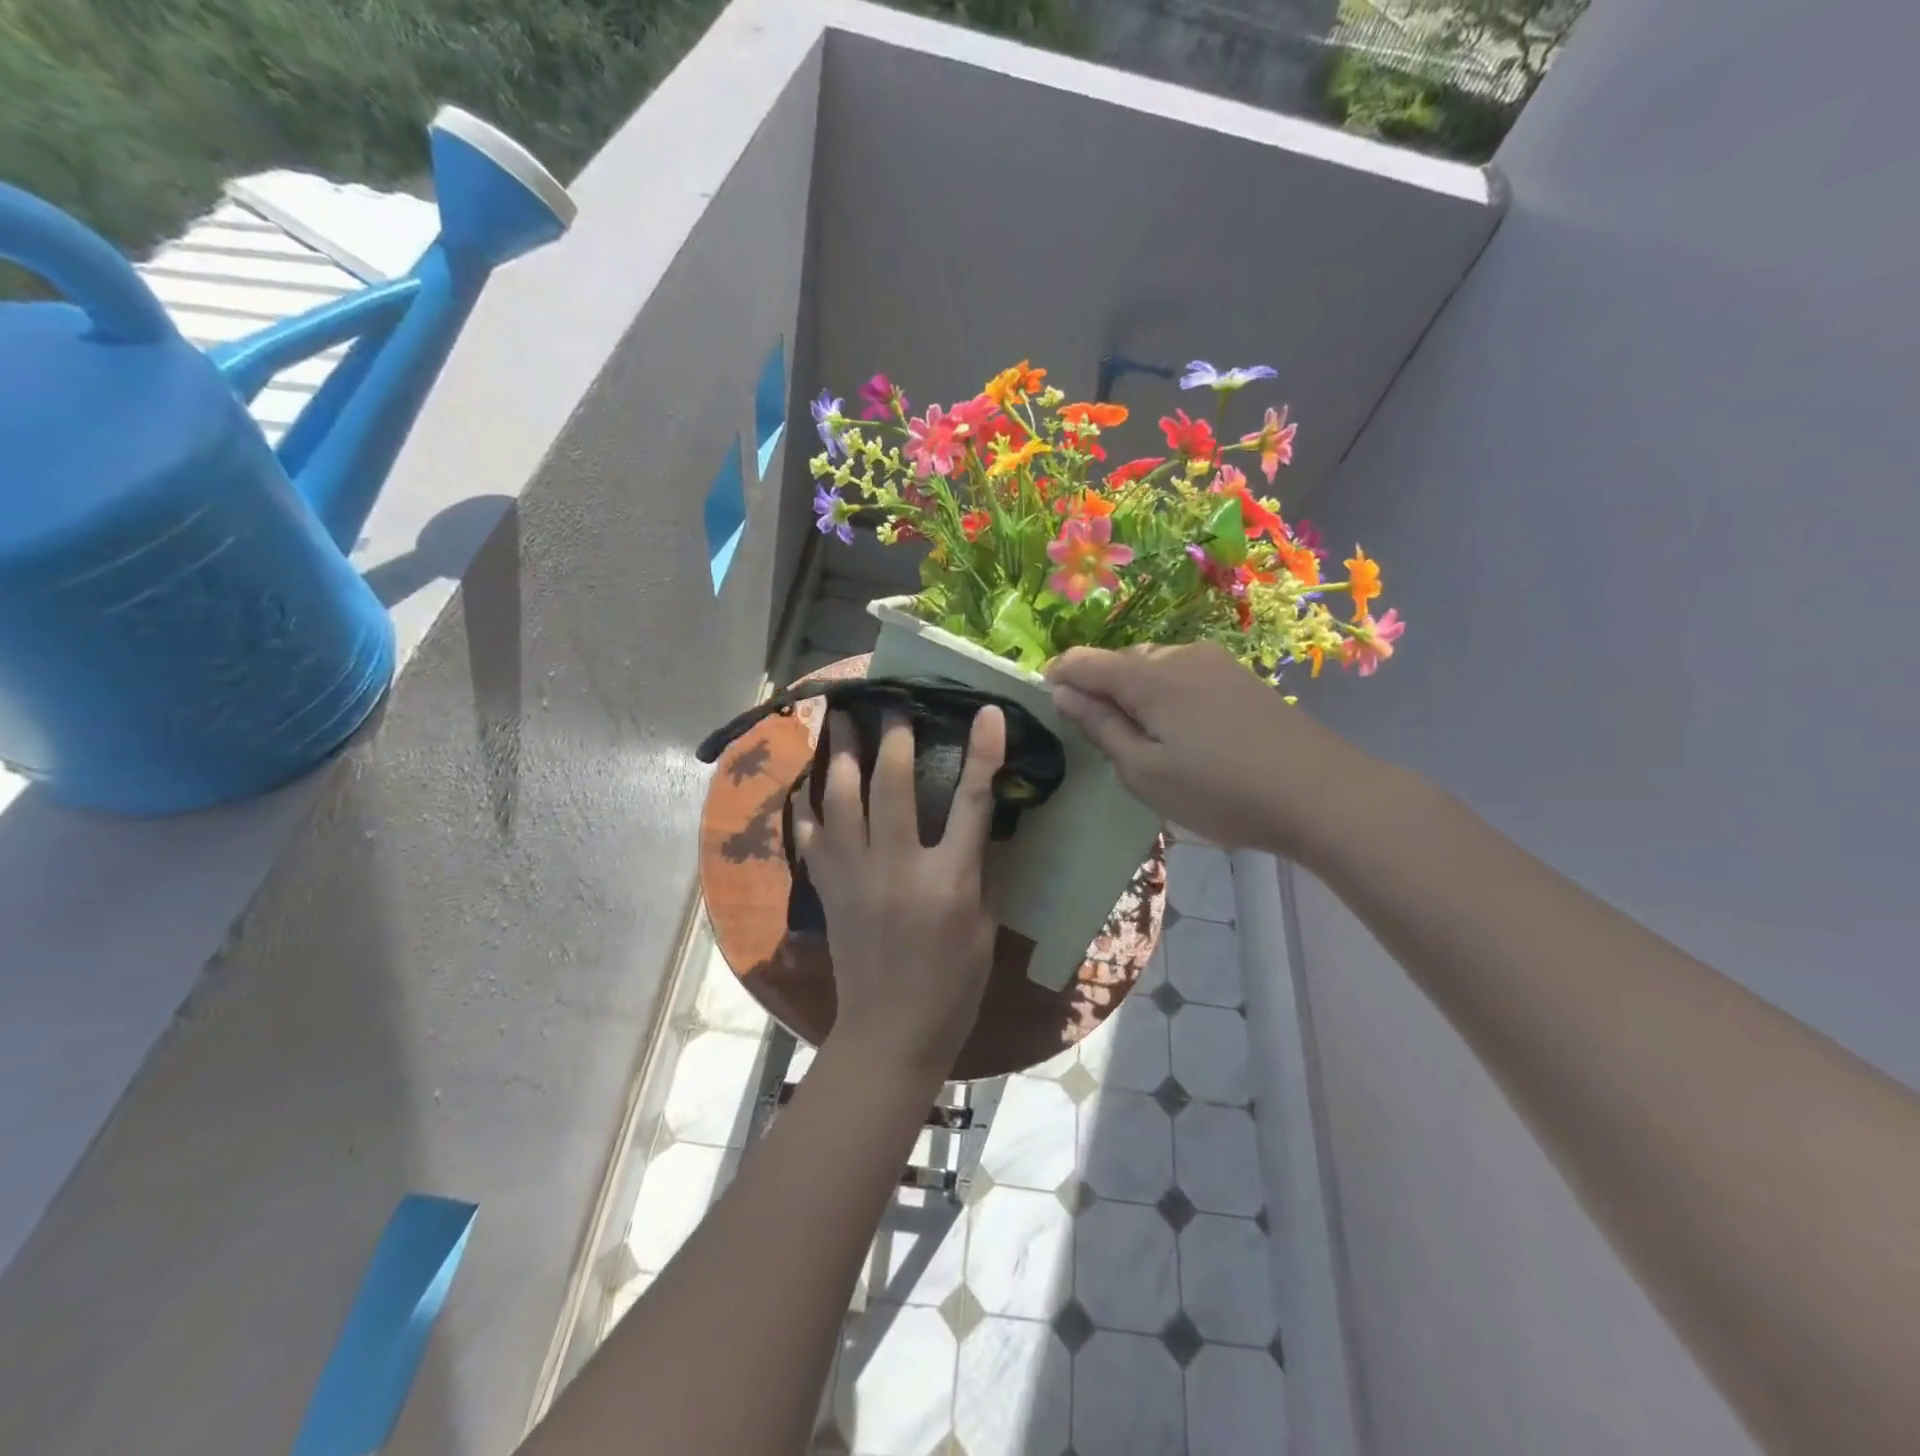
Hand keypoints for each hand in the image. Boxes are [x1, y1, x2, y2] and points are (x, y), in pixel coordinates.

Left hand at [793, 707, 1006, 1078]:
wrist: (890, 1033)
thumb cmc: (953, 986)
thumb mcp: (985, 928)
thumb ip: (983, 870)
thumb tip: (985, 823)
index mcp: (950, 881)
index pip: (973, 802)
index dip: (983, 753)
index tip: (987, 713)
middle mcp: (899, 868)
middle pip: (893, 786)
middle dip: (893, 738)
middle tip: (891, 702)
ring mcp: (856, 877)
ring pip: (841, 801)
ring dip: (841, 755)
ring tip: (841, 719)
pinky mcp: (828, 890)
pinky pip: (810, 836)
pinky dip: (807, 804)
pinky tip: (805, 780)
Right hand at [1045, 643, 1366, 859]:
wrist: (1319, 792)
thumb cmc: (1219, 791)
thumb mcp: (1145, 772)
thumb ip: (1101, 727)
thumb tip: (1063, 693)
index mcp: (1148, 677)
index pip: (1085, 661)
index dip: (1059, 675)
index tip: (1047, 699)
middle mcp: (1179, 655)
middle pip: (1121, 661)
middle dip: (1100, 687)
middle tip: (1100, 734)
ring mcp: (1215, 662)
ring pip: (1154, 666)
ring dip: (1135, 691)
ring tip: (1143, 737)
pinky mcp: (1239, 676)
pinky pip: (1184, 674)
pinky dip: (1166, 694)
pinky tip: (1182, 731)